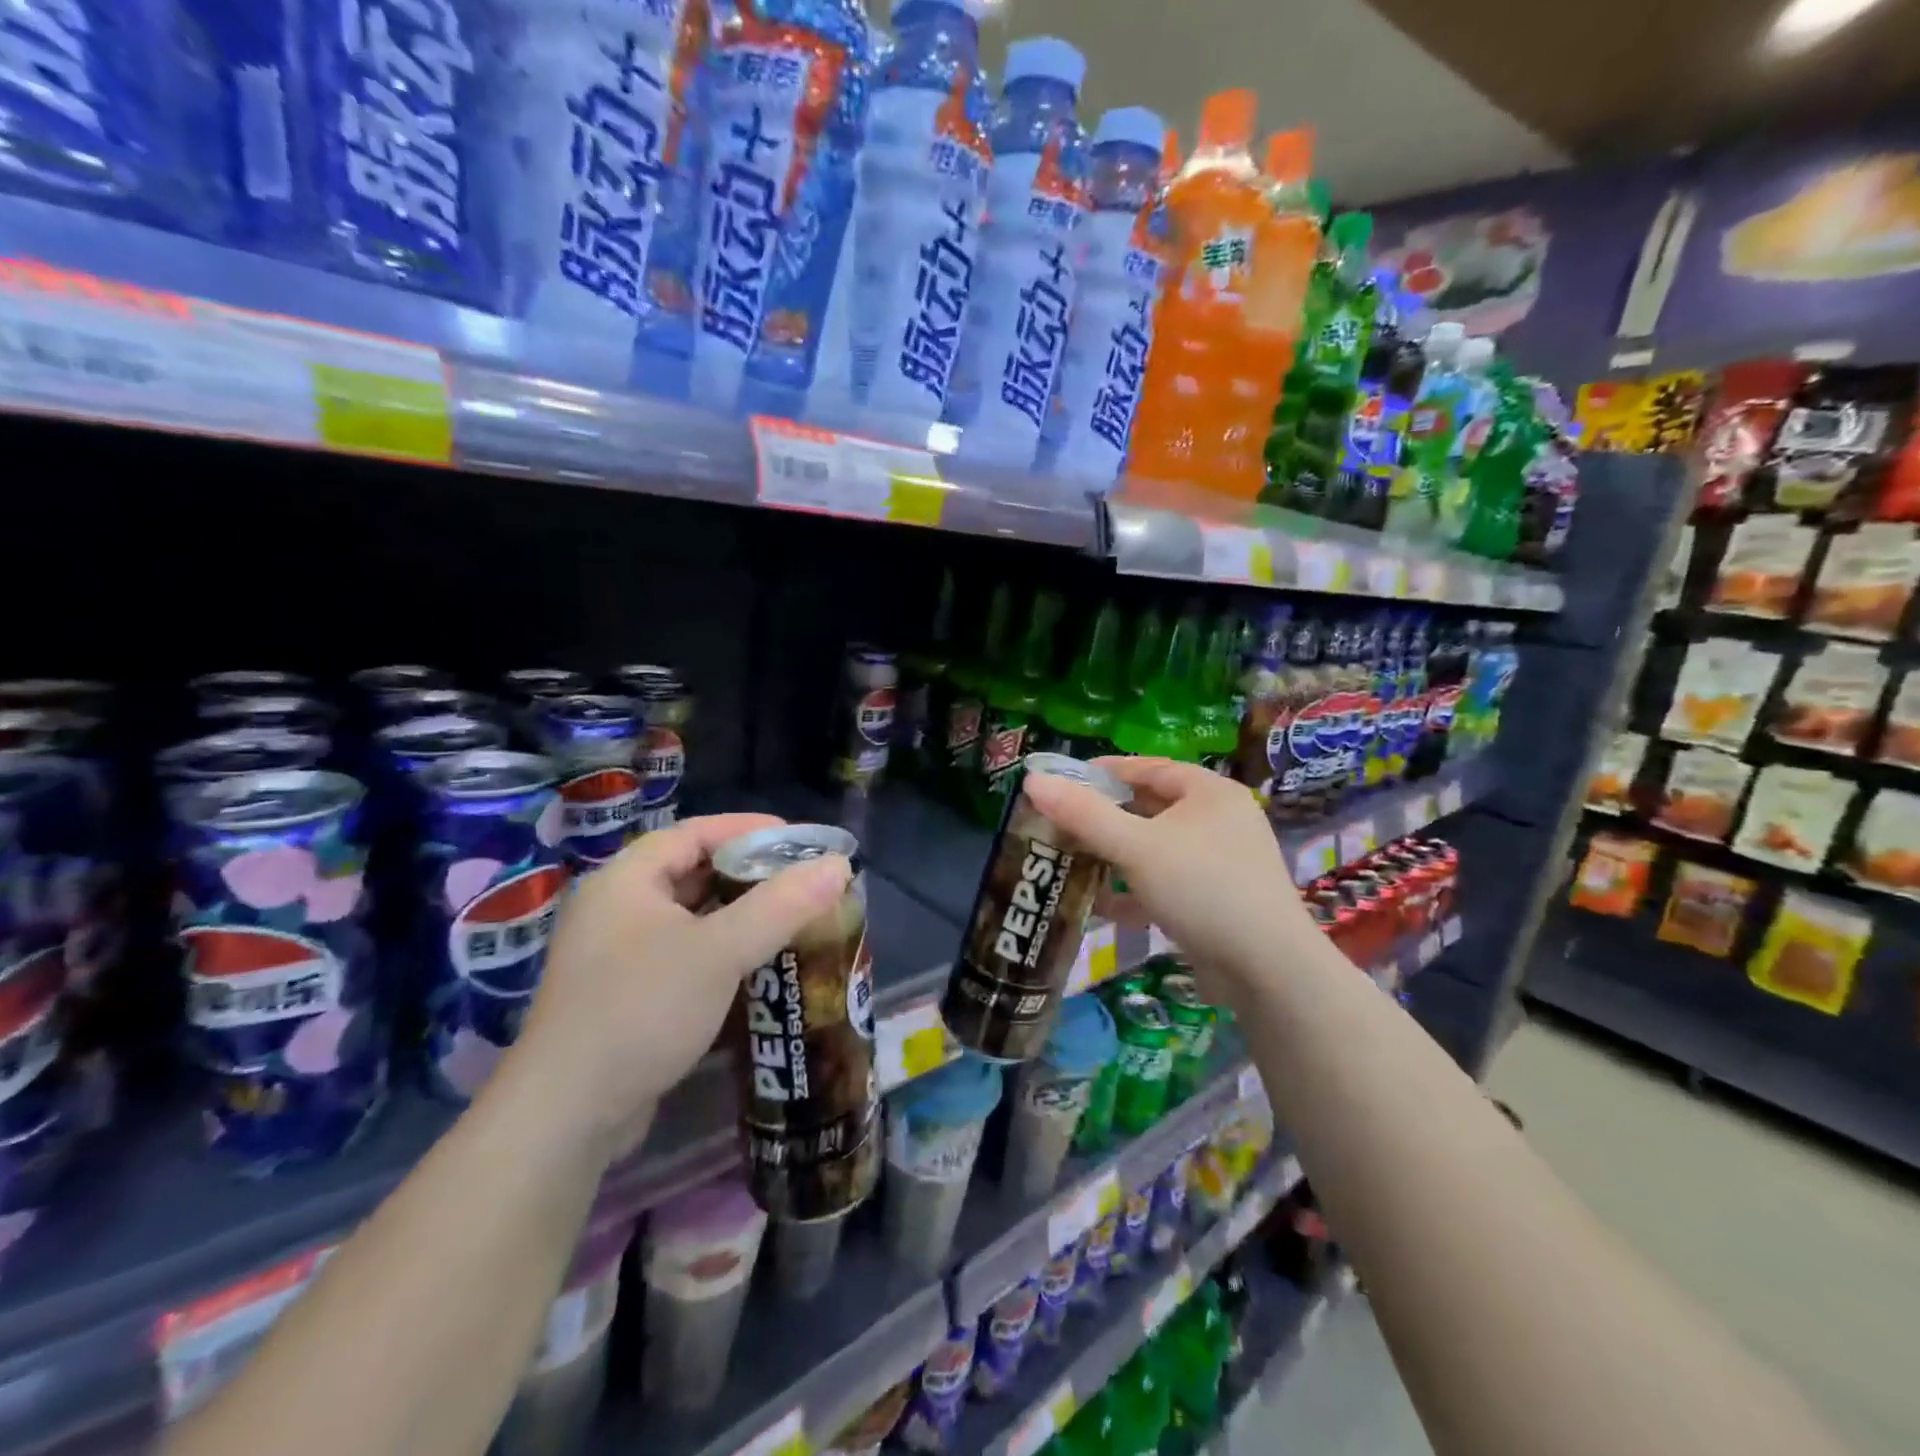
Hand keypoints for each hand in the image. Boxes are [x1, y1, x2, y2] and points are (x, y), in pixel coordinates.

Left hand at [501, 814, 851, 1158]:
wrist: (566, 1116)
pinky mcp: (624, 996)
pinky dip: (720, 952)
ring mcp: (616, 955)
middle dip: (748, 875)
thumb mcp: (719, 951)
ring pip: (689, 919)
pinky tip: (756, 967)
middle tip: (800, 882)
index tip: (797, 839)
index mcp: (626, 880)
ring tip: (789, 920)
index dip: (747, 829)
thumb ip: (781, 906)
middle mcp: (616, 909)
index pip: (694, 833)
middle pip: (692, 873)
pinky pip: (682, 955)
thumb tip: (838, 866)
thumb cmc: (642, 1010)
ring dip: (737, 917)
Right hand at [1024, 758, 1317, 998]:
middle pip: (1151, 807)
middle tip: (1061, 824)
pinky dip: (1135, 890)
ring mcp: (1221, 862)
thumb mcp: (1136, 847)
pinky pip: (1167, 882)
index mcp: (1208, 792)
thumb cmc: (1202, 888)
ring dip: (1116, 856)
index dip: (1104, 771)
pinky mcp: (1217, 900)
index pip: (1148, 767)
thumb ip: (1083, 815)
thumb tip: (1032, 781)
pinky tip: (1102, 906)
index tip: (1064, 782)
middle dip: (1105, 818)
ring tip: (1073, 861)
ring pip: (1156, 848)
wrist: (1269, 970)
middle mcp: (1219, 820)